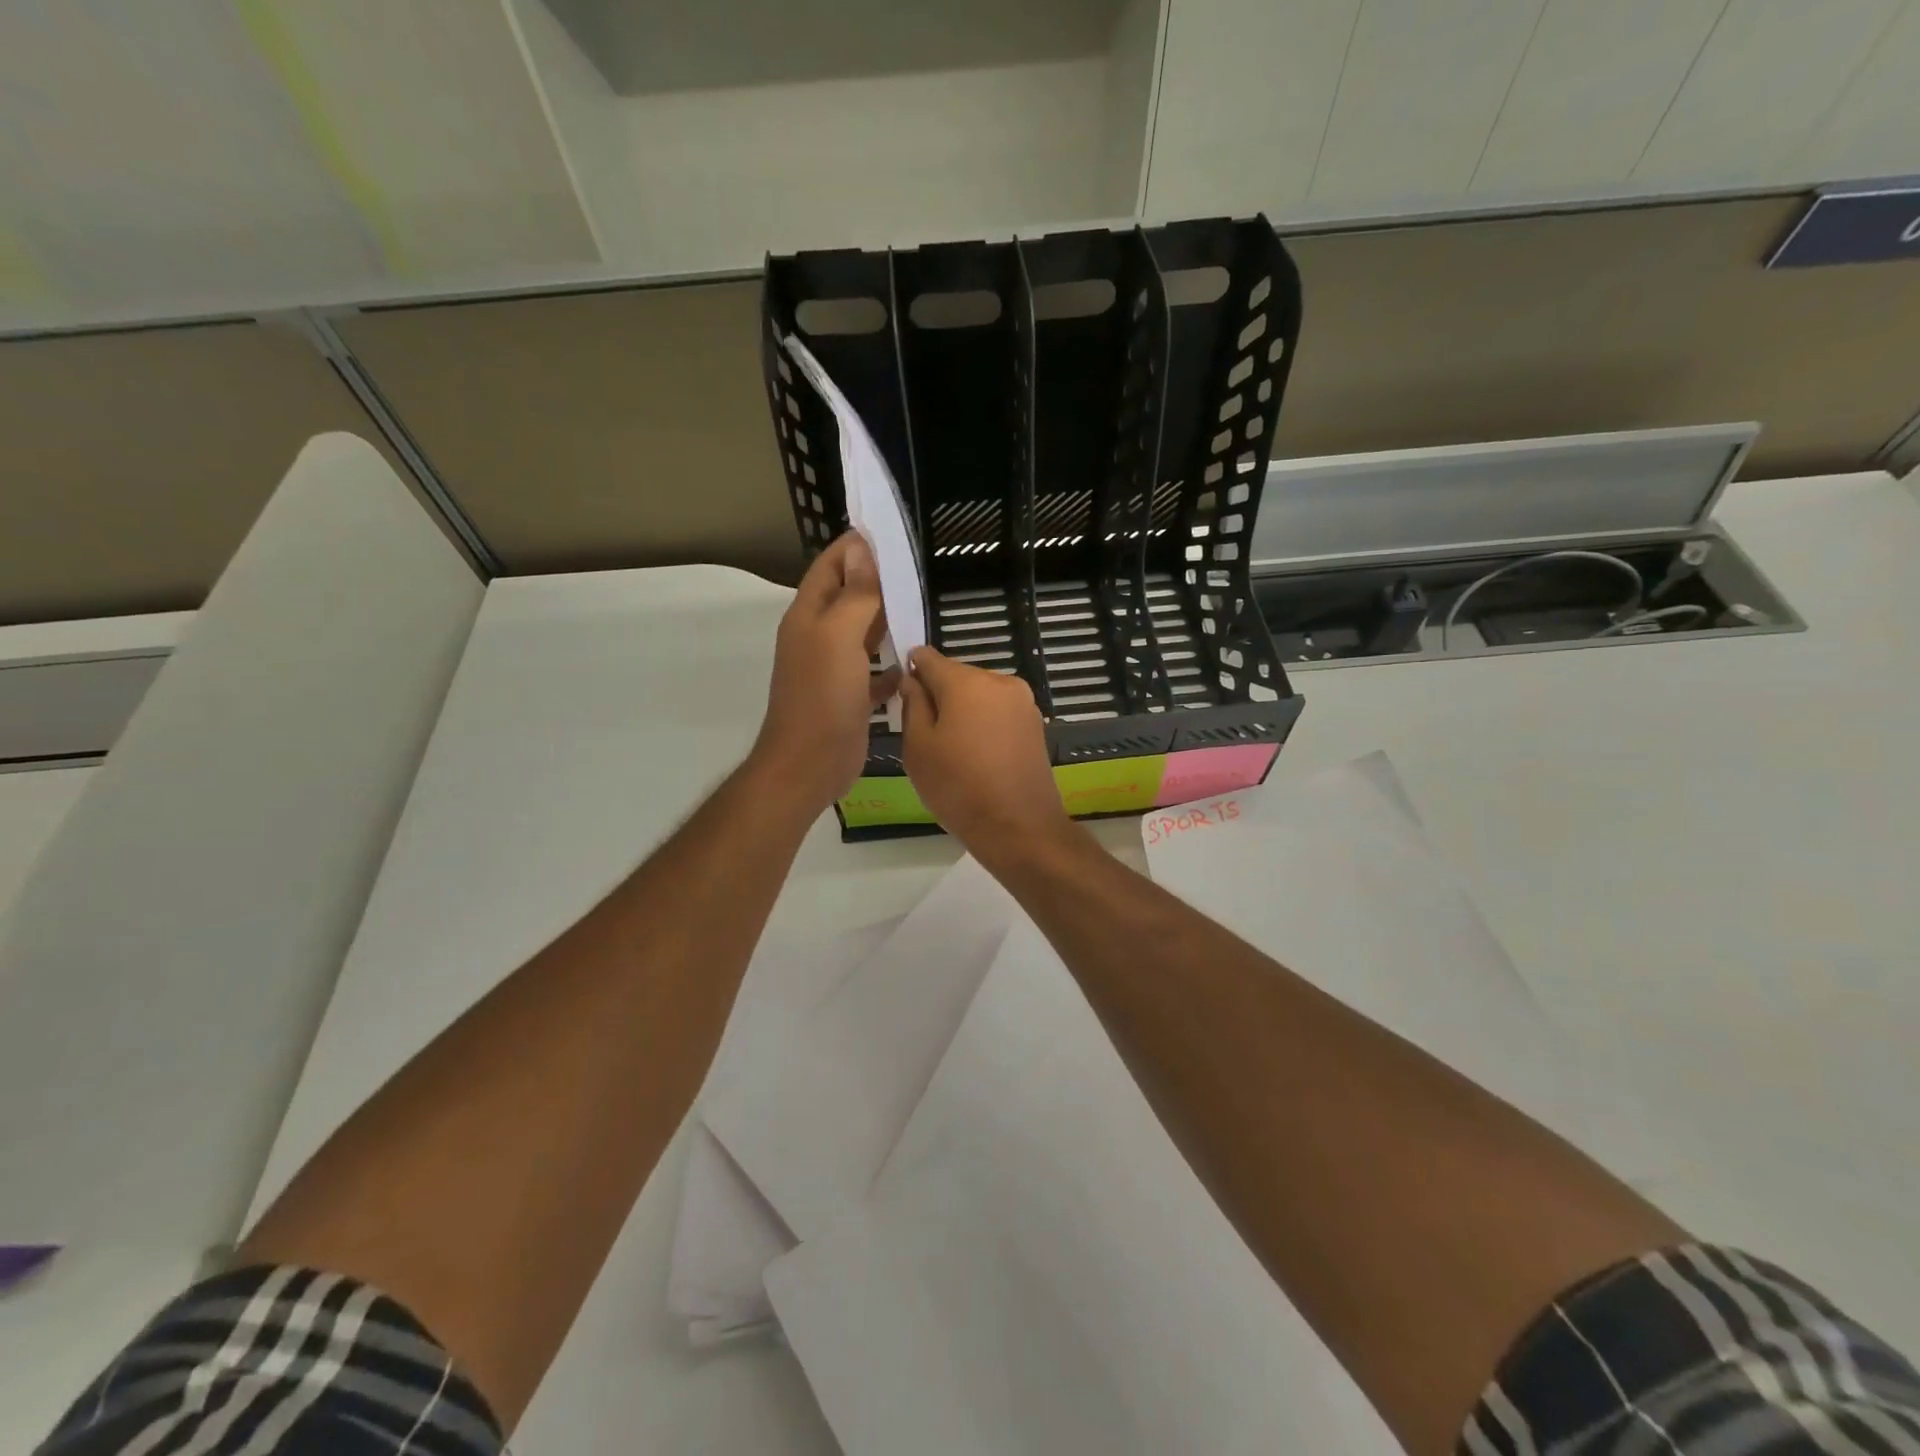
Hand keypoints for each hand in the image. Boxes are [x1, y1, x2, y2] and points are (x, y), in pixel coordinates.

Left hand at [751, 532, 899, 810]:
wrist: (809, 764)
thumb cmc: (822, 696)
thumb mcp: (838, 637)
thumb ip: (854, 594)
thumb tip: (860, 548)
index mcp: (809, 616)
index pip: (830, 566)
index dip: (854, 547)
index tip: (887, 531)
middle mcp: (818, 637)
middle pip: (848, 597)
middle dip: (876, 581)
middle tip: (914, 568)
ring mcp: (833, 669)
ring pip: (863, 633)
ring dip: (886, 620)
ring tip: (920, 606)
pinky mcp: (850, 697)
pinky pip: (874, 672)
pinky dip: (891, 664)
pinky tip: (913, 662)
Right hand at [900, 647, 1071, 859]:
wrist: (1019, 827)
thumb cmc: (959, 788)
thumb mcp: (918, 748)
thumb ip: (912, 705)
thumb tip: (912, 681)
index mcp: (967, 682)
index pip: (928, 657)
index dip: (911, 670)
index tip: (902, 696)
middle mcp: (999, 681)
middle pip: (957, 675)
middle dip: (939, 695)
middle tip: (925, 734)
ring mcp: (1023, 702)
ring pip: (979, 694)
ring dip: (963, 711)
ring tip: (953, 751)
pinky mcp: (1035, 724)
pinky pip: (998, 712)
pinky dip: (984, 724)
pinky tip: (977, 756)